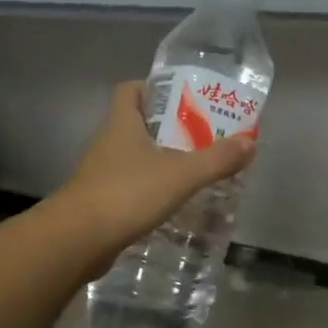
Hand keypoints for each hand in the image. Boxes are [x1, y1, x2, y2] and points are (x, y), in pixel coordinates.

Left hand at [54, 80, 255, 263]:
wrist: (77, 239)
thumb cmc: (127, 194)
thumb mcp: (180, 174)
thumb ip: (216, 159)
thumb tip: (249, 143)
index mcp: (122, 124)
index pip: (130, 90)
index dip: (153, 88)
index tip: (182, 98)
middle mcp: (108, 142)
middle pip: (136, 123)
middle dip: (167, 127)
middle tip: (202, 134)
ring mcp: (101, 173)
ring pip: (134, 156)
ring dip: (160, 159)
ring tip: (194, 168)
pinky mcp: (101, 201)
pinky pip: (129, 185)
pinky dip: (150, 188)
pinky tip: (172, 201)